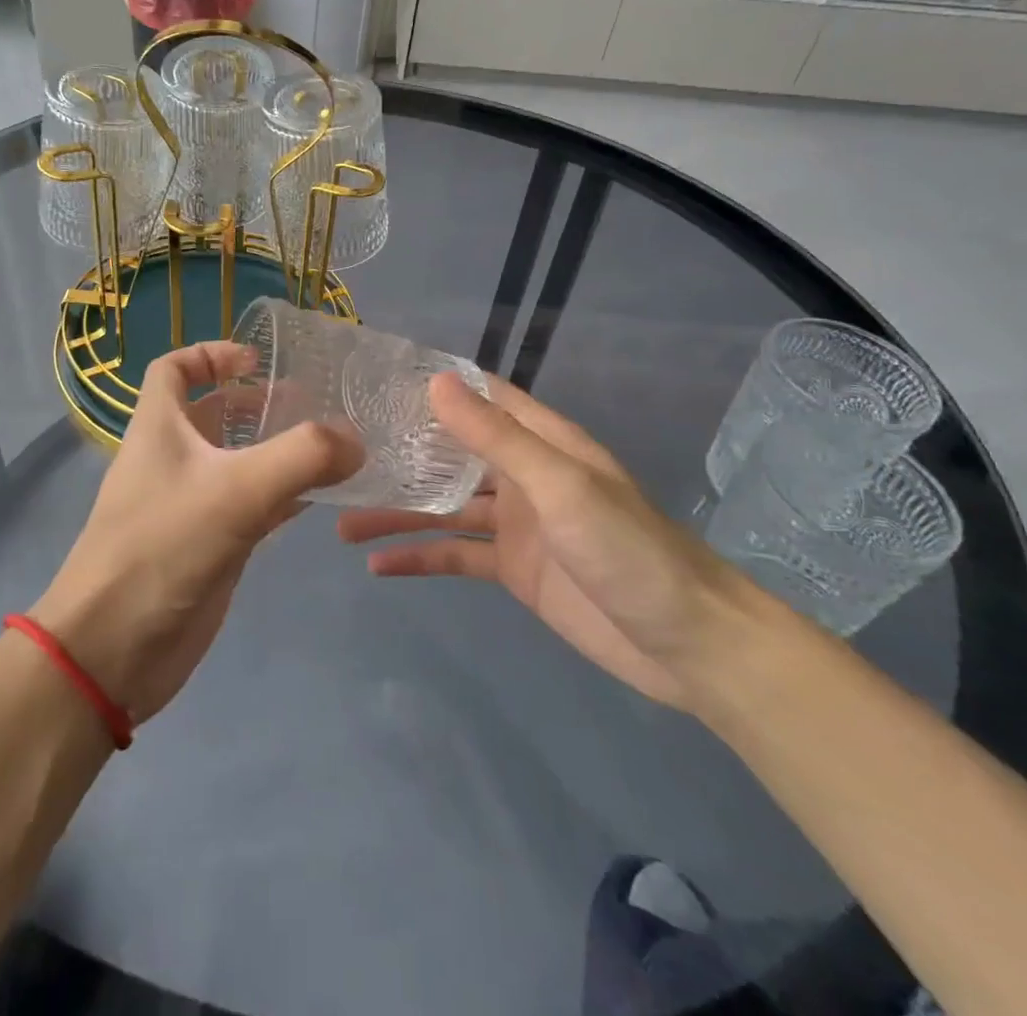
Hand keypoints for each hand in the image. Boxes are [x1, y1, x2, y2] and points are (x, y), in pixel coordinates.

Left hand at [31, 342, 361, 724]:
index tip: (256, 360)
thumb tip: (354, 441)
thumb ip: (302, 457)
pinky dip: (280, 496)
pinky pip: (248, 507)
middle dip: (256, 404)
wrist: (114, 648)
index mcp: (159, 427)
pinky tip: (319, 498)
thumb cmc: (162, 548)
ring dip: (274, 450)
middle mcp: (171, 458)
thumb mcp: (235, 491)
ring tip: (328, 446)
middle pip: (211, 414)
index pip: (173, 369)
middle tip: (311, 404)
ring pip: (235, 462)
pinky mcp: (207, 546)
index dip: (210, 354)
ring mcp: (189, 504)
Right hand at [337, 375, 749, 708]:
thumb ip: (497, 437)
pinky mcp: (512, 569)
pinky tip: (378, 566)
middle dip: (401, 452)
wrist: (687, 644)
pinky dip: (419, 558)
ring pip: (444, 507)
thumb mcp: (560, 486)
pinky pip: (455, 555)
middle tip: (340, 453)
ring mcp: (516, 524)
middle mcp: (523, 474)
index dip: (433, 386)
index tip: (376, 382)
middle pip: (451, 453)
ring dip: (398, 512)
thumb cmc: (628, 549)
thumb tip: (435, 384)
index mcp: (540, 442)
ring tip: (341, 521)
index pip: (480, 398)